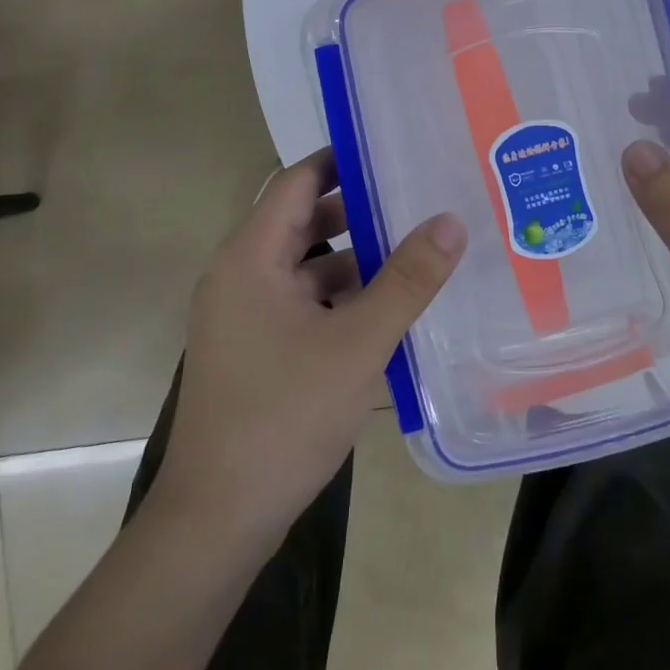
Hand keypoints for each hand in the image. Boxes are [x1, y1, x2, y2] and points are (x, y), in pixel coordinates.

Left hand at [154, 149, 466, 549]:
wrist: (217, 518)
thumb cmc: (284, 416)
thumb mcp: (359, 343)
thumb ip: (408, 280)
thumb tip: (451, 220)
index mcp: (250, 256)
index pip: (297, 180)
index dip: (341, 160)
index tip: (391, 151)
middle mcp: (238, 274)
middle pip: (300, 220)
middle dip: (356, 210)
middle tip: (415, 198)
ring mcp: (241, 315)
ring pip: (303, 265)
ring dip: (351, 258)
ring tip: (412, 248)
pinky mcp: (251, 348)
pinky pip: (298, 302)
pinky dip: (336, 297)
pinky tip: (383, 310)